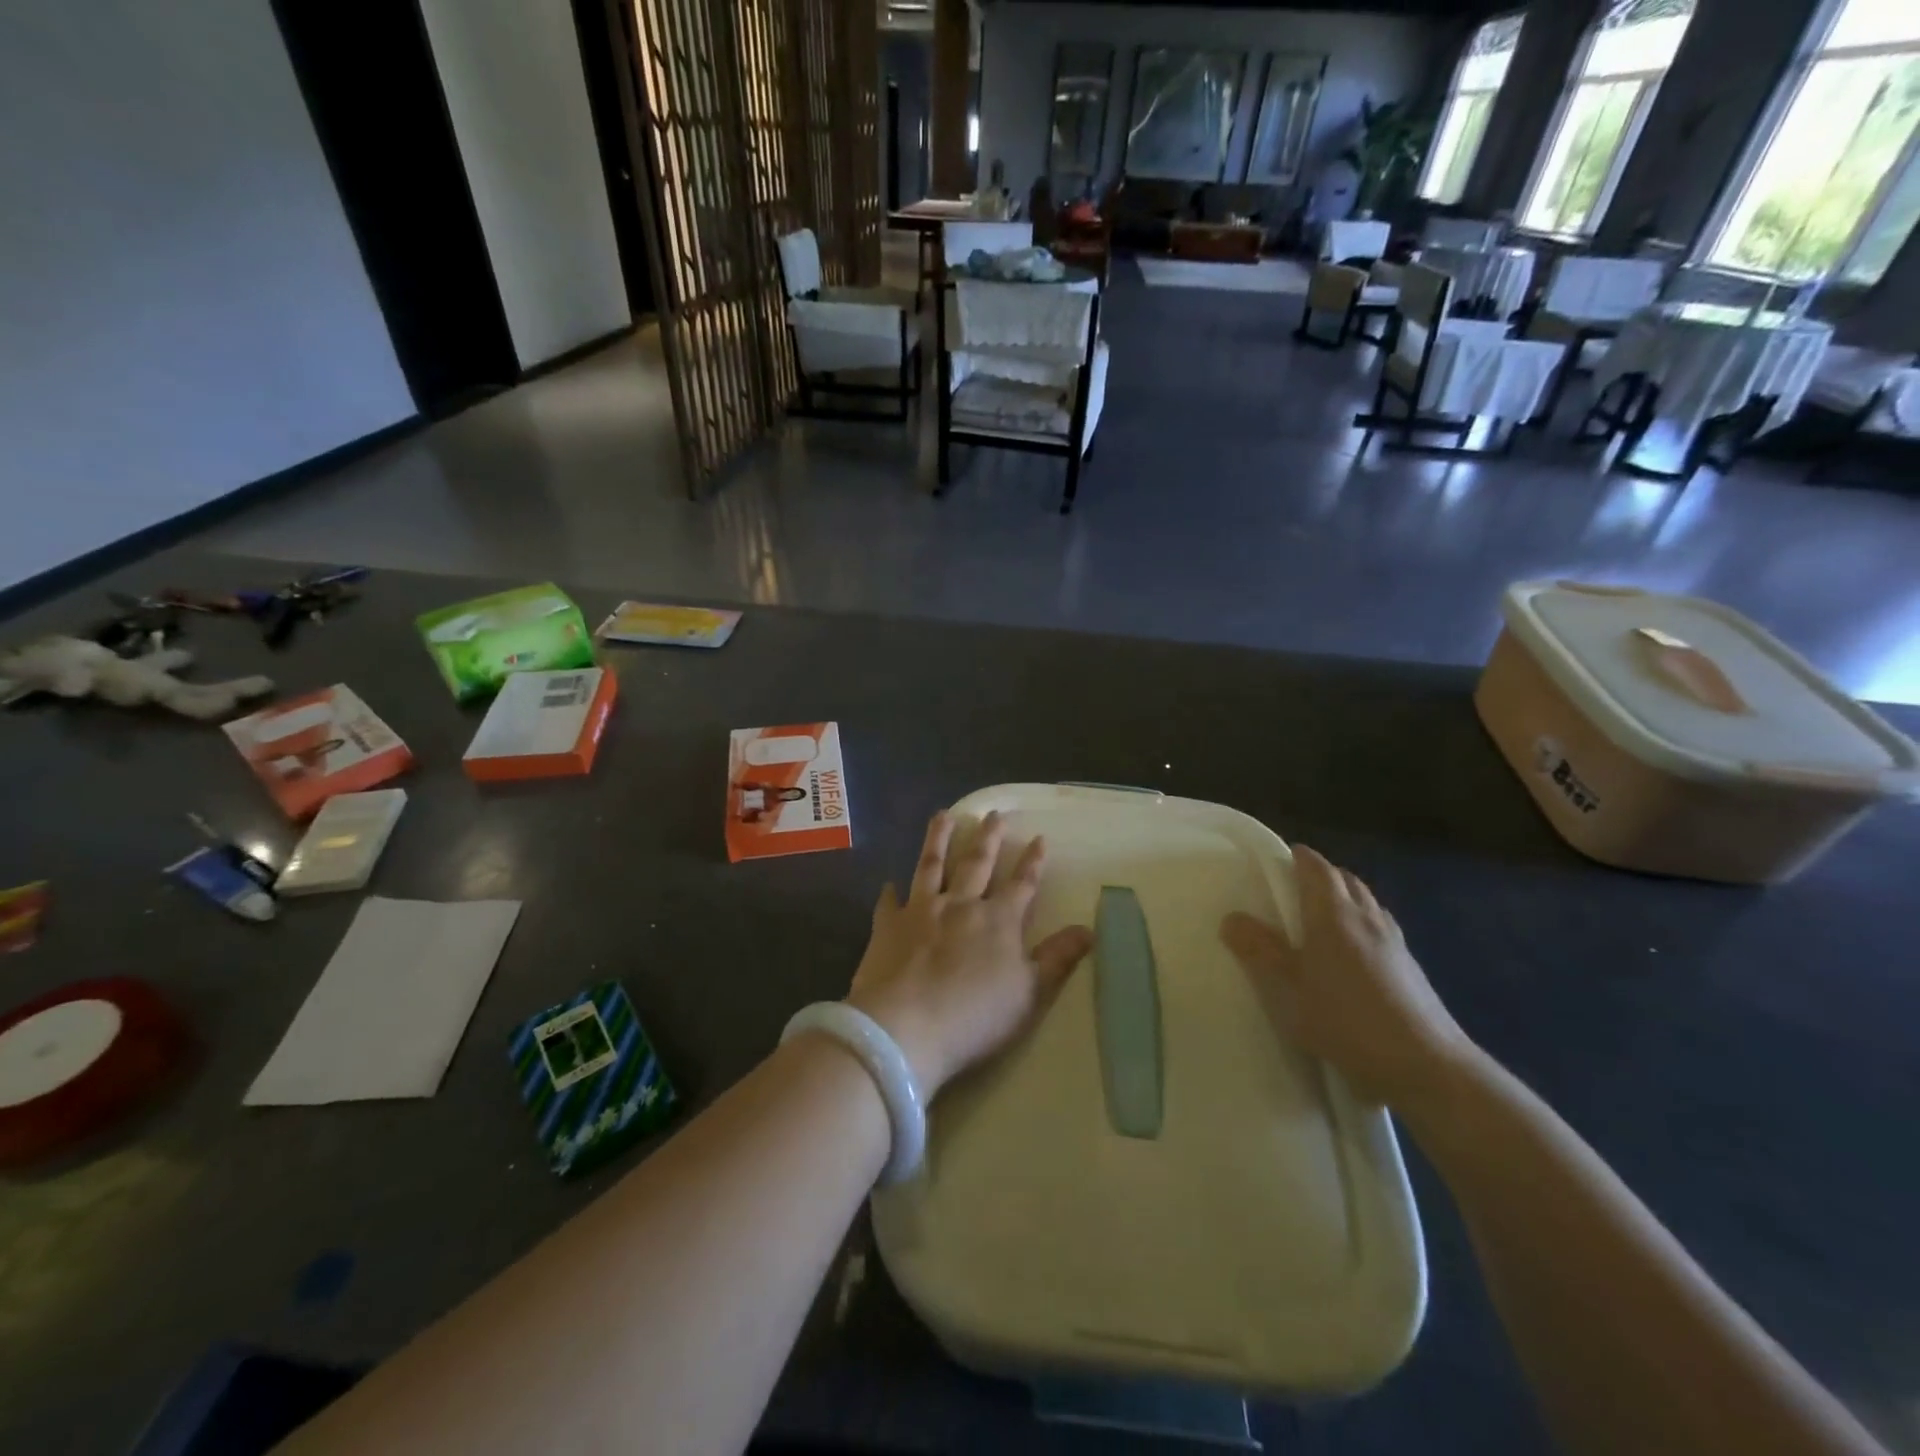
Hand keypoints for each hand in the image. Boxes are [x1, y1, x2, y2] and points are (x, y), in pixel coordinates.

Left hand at [847, 811, 1093, 1097]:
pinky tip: (889, 883)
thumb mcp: (1030, 993)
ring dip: (938, 839)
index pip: (1022, 884)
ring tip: (942, 816)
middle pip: (977, 863)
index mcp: (999, 920)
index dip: (1033, 862)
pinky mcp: (888, 926)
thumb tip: (1088, 930)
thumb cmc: (975, 1016)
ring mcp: (921, 911)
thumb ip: (1057, 958)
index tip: (1040, 838)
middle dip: (988, 838)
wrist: (906, 1026)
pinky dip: (890, 892)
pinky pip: (889, 902)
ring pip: (932, 866)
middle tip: (993, 813)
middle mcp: (961, 905)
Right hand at [1221, 845, 1470, 1107]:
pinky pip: (1382, 927)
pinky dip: (1364, 923)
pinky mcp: (1411, 966)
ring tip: (1326, 915)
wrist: (1426, 1064)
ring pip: (1368, 902)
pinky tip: (1357, 951)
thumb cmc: (1346, 1019)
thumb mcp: (1289, 989)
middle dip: (1324, 875)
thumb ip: (1259, 951)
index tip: (1285, 856)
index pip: (1318, 869)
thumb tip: (1231, 917)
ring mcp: (1394, 941)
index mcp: (1333, 914)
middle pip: (1346, 880)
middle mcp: (1366, 917)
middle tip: (1299, 885)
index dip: (1302, 858)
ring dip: (1347, 897)